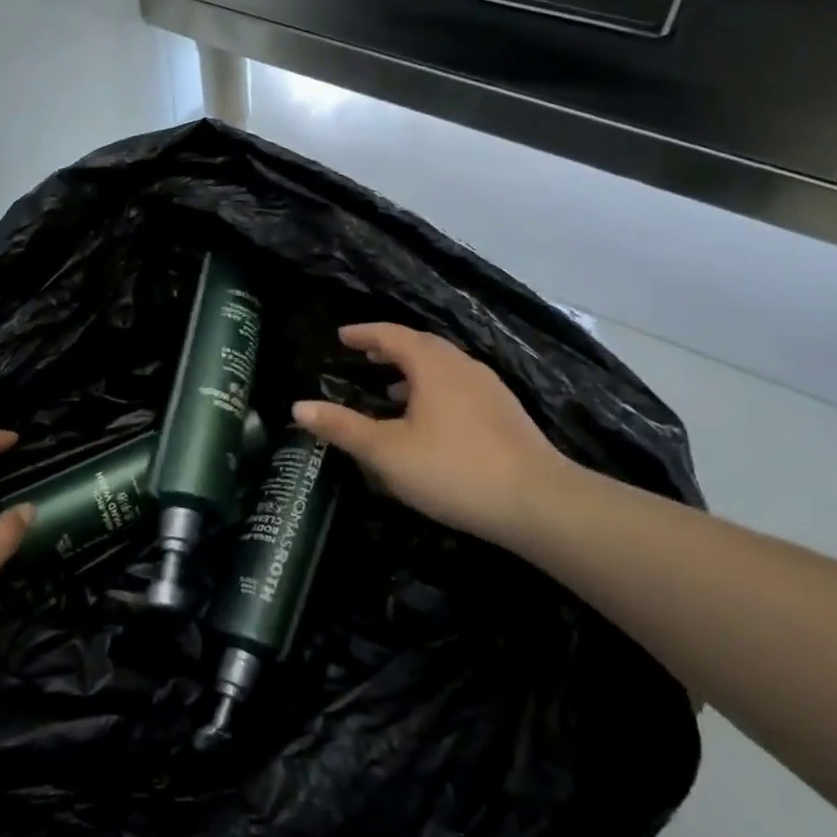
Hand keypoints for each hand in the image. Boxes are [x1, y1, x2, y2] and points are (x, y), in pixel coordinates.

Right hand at [293, 323, 578, 545]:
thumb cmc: (453, 470)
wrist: (538, 502)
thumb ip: (343, 427)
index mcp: (432, 365)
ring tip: (391, 389)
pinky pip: (460, 386)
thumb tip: (298, 406)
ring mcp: (489, 388)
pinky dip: (435, 388)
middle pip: (421, 345)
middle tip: (364, 357)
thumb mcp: (386, 452)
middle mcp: (462, 366)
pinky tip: (431, 420)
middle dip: (390, 348)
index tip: (342, 337)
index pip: (391, 335)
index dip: (364, 334)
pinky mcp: (506, 412)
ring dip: (414, 370)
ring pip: (444, 366)